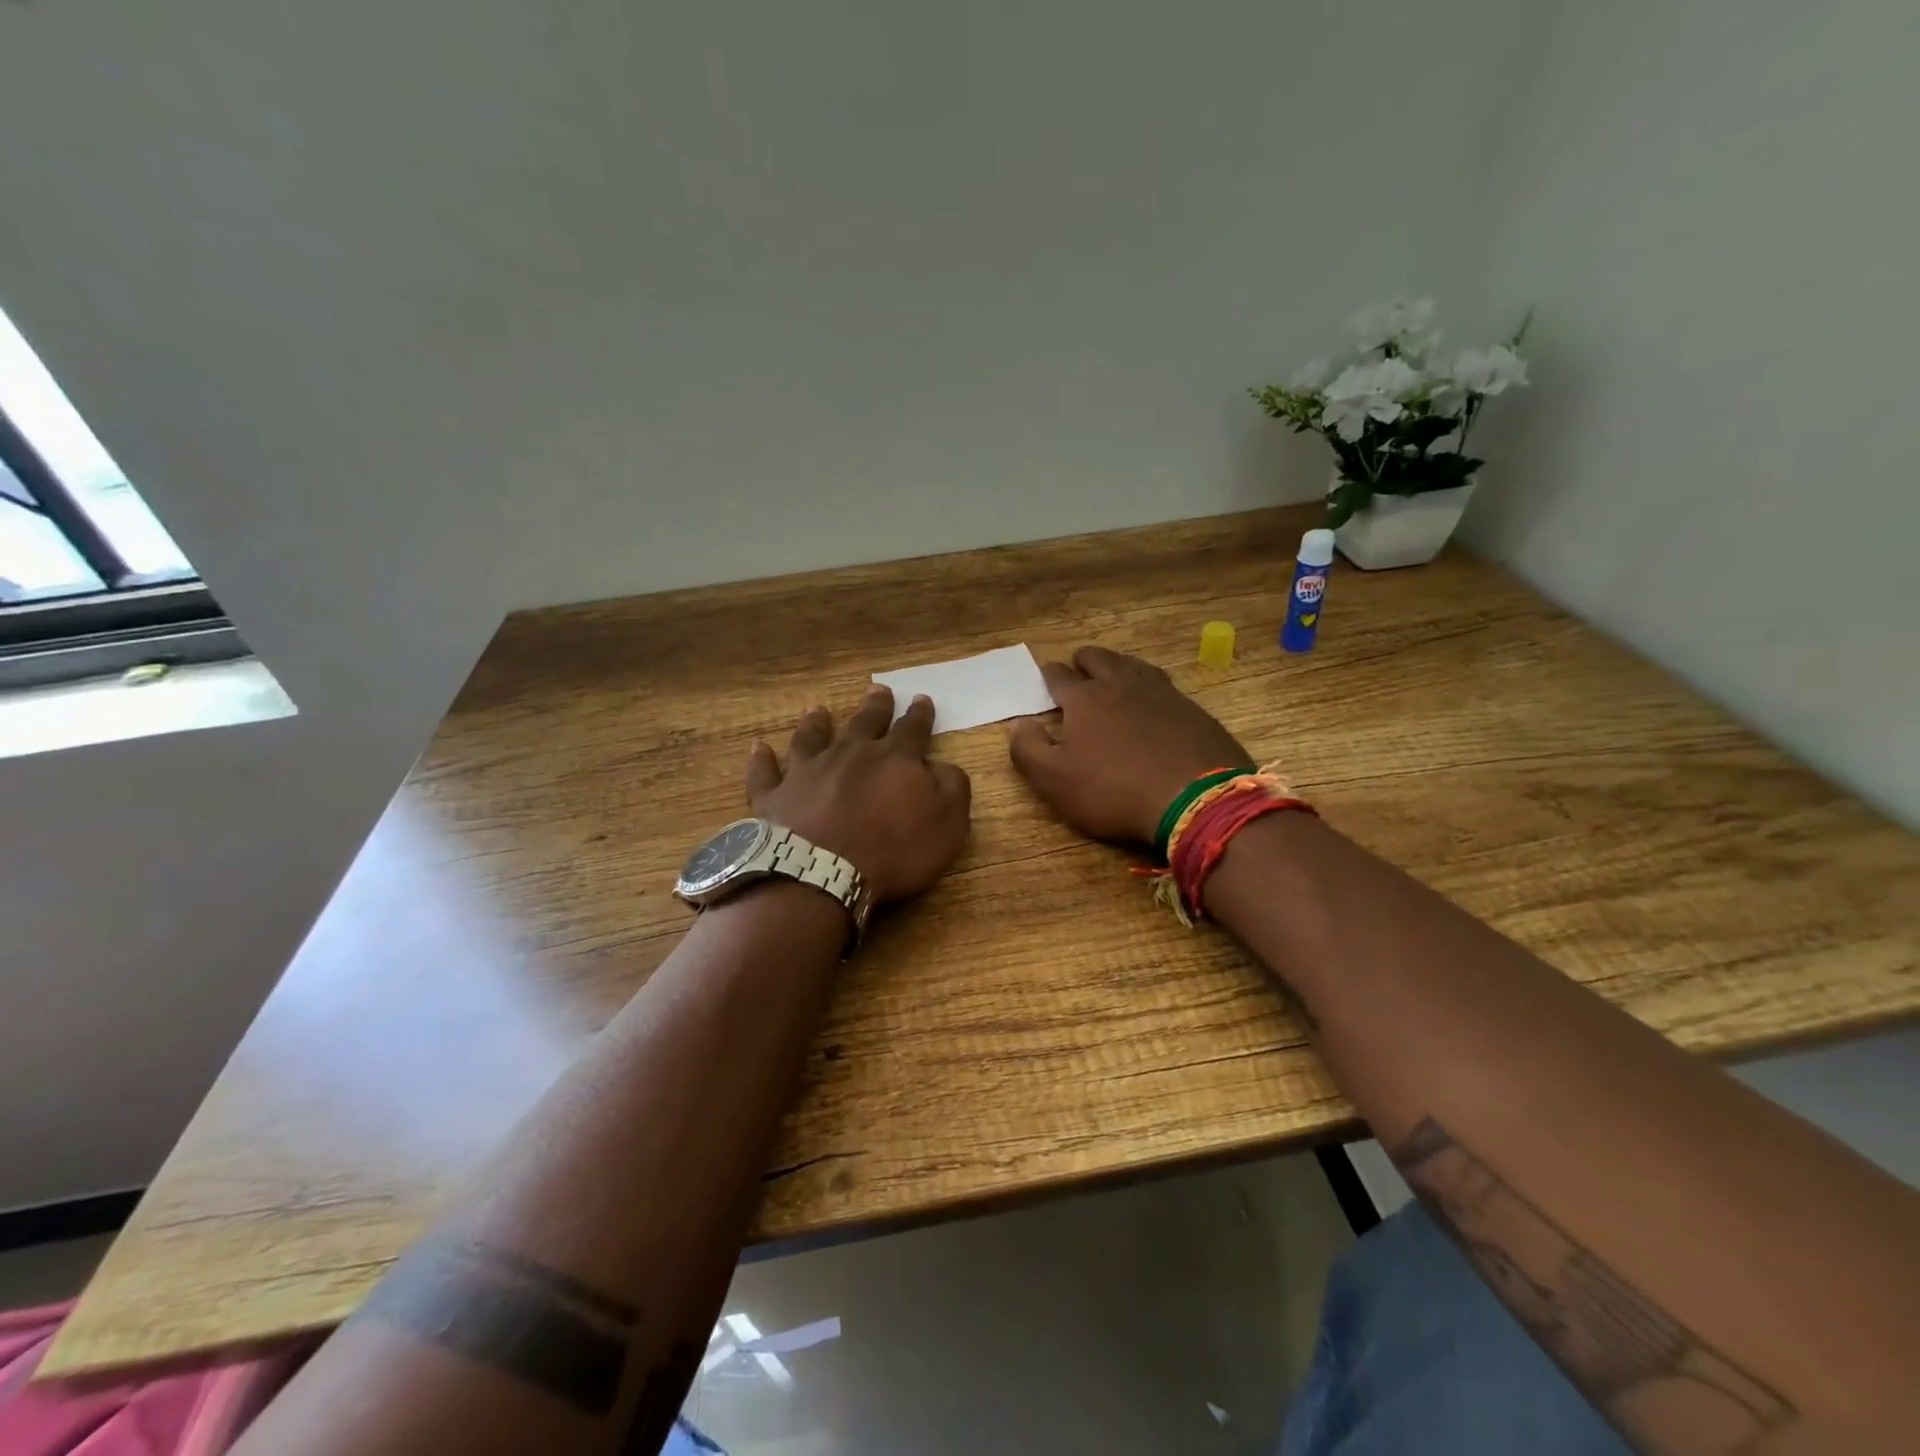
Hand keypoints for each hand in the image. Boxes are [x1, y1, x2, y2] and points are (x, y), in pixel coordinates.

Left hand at [747, 686, 971, 903]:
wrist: (822, 873)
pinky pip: (765, 773)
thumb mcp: (947, 824)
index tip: (921, 698)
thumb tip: (942, 766)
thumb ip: (951, 788)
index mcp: (894, 759)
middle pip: (864, 723)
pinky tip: (759, 748)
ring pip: (811, 738)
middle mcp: (849, 754)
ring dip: (816, 723)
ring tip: (818, 709)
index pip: (912, 729)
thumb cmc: (893, 850)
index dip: (919, 714)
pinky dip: (762, 760)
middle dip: (875, 706)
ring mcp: (807, 772)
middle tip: (878, 690)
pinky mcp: (773, 797)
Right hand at [1009, 646, 1252, 845]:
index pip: (1058, 676)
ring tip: (1112, 679)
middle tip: (1077, 673)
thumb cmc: (1114, 791)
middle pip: (1098, 658)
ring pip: (1132, 665)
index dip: (1047, 677)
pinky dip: (1148, 687)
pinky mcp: (1191, 708)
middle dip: (1082, 662)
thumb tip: (1019, 724)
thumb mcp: (1054, 781)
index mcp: (1084, 698)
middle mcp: (1121, 684)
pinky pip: (1162, 685)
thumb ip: (1027, 749)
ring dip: (1117, 668)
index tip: (1044, 681)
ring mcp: (1161, 692)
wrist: (1196, 799)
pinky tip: (1151, 703)